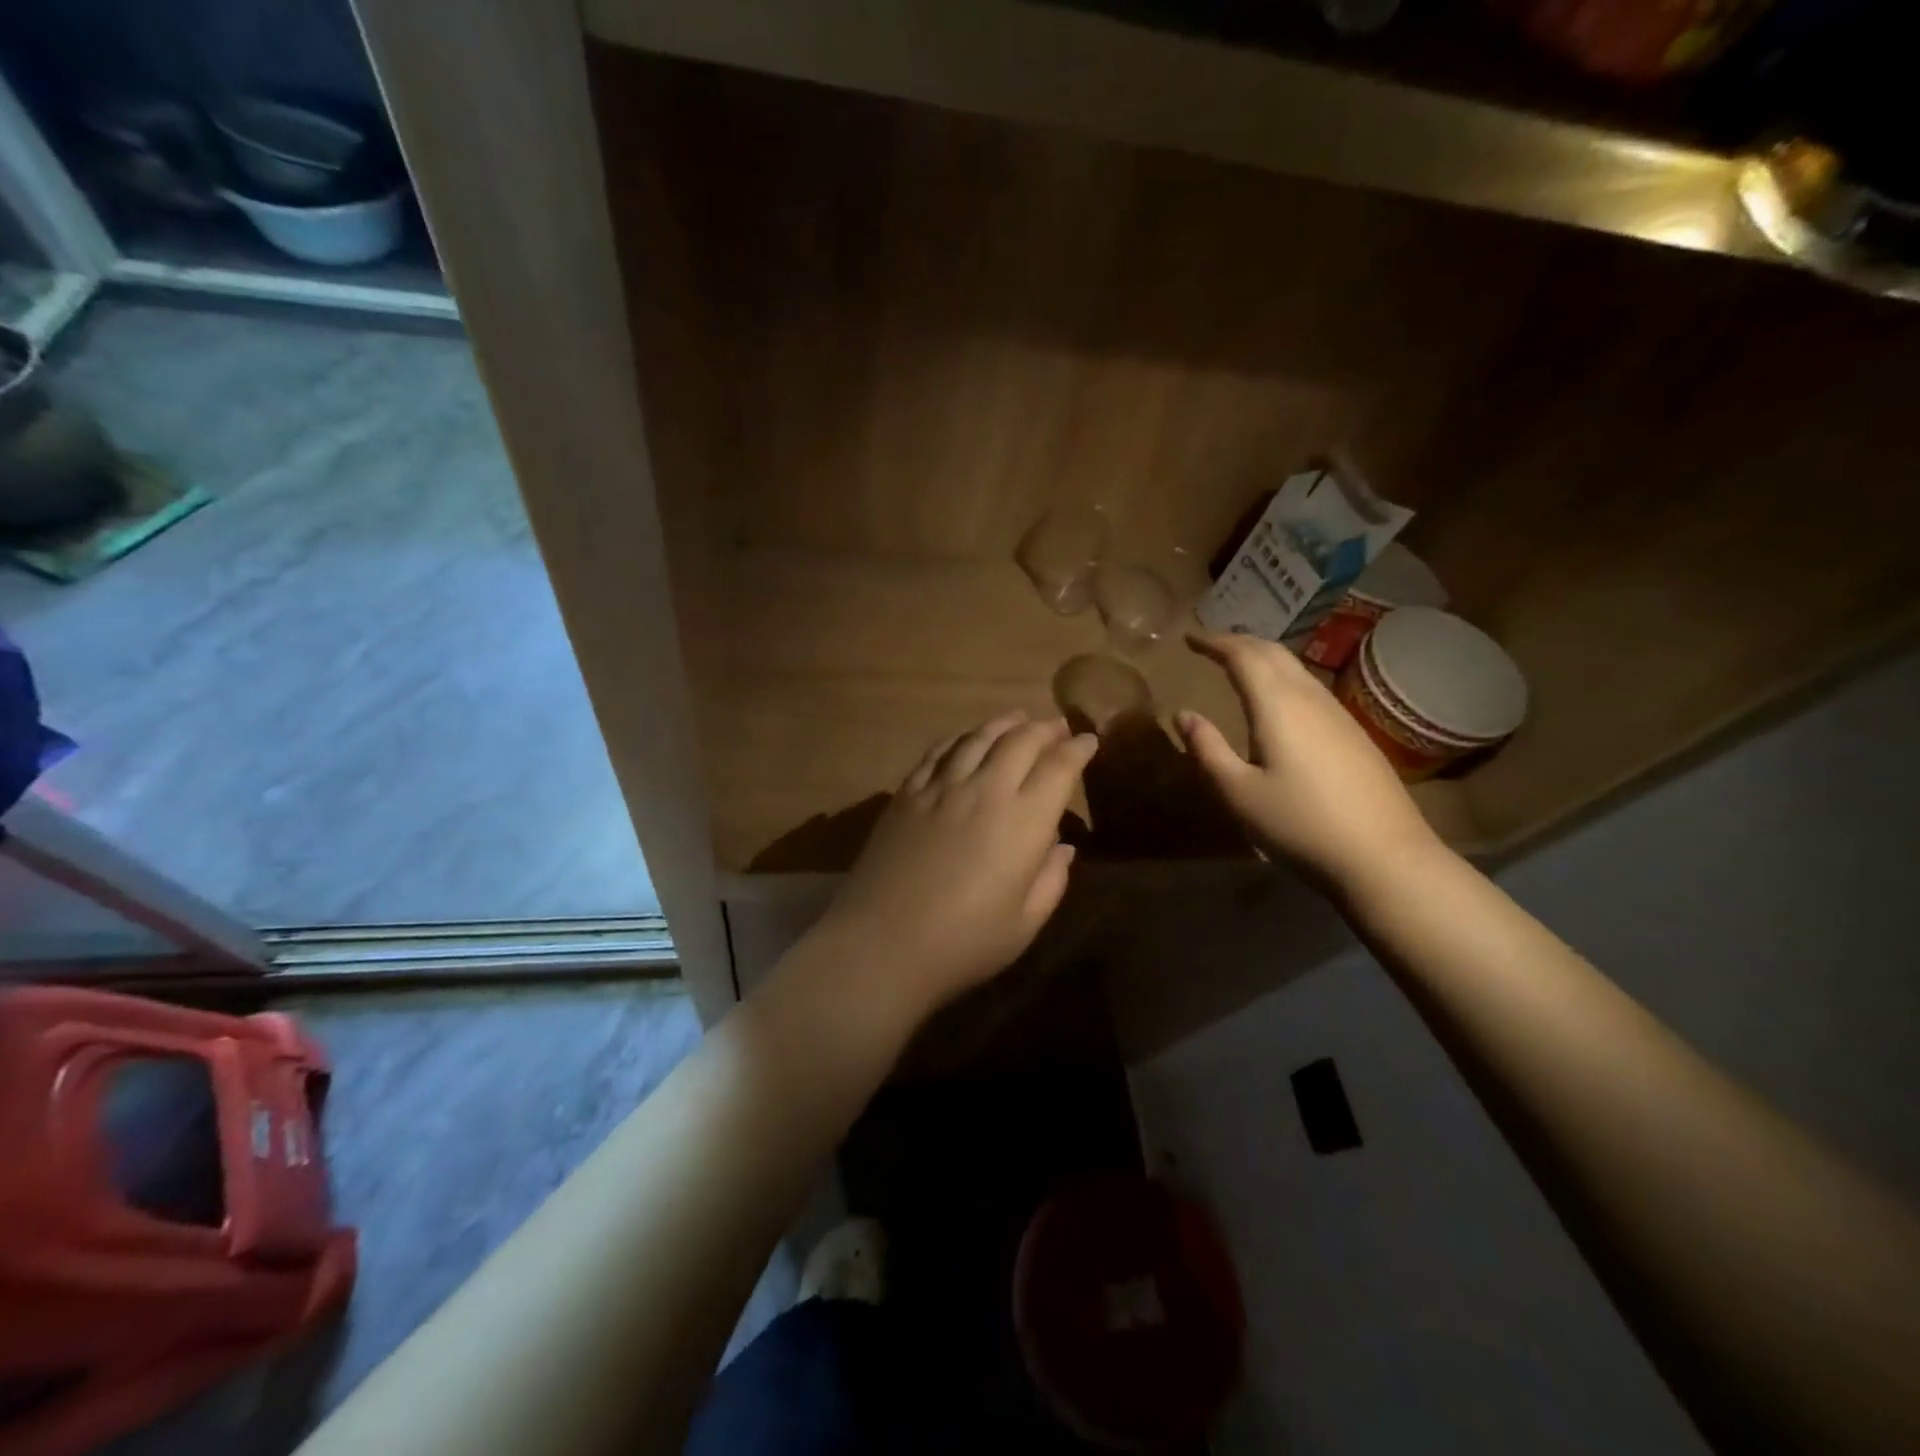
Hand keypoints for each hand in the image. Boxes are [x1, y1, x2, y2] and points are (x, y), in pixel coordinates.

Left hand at [812, 712, 1098, 1020]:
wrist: (881, 943)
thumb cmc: (963, 943)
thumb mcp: (1024, 924)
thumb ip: (1051, 880)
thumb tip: (1063, 847)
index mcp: (1024, 822)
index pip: (1059, 767)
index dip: (1078, 749)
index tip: (1088, 742)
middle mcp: (985, 790)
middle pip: (1021, 740)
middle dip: (1045, 728)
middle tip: (1057, 727)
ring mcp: (941, 787)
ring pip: (978, 737)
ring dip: (1004, 723)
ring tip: (1017, 718)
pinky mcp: (907, 793)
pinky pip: (939, 751)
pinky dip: (960, 737)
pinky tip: (966, 738)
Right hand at [1177, 631, 1441, 889]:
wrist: (1383, 857)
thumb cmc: (1299, 824)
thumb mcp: (1238, 792)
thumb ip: (1207, 748)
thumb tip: (1183, 714)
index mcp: (1277, 705)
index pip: (1243, 655)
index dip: (1214, 642)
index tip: (1190, 638)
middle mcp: (1310, 698)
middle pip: (1273, 653)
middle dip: (1239, 642)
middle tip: (1211, 645)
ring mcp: (1338, 715)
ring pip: (1296, 669)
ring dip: (1264, 659)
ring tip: (1239, 666)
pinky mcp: (1354, 734)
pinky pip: (1310, 689)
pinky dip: (1283, 679)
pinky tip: (1278, 702)